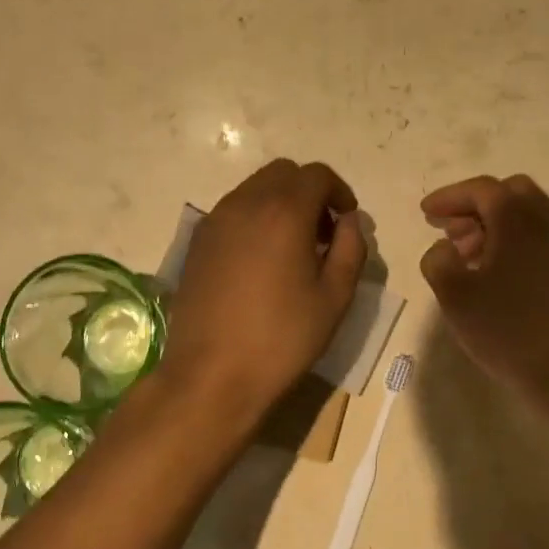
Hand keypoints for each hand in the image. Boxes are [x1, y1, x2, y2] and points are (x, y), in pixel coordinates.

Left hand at [162, 159, 367, 423]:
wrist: (211, 375)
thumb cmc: (282, 338)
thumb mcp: (334, 297)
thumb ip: (351, 249)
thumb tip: (350, 221)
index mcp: (283, 212)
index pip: (317, 175)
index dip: (339, 192)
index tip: (347, 221)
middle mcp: (244, 204)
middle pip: (283, 173)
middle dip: (309, 193)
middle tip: (323, 233)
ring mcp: (214, 221)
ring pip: (254, 189)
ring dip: (280, 204)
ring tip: (292, 249)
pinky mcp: (196, 243)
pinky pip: (232, 212)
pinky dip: (254, 219)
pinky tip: (261, 261)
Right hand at [420, 174, 548, 406]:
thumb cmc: (508, 330)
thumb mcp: (455, 296)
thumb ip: (438, 261)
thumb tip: (445, 249)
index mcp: (517, 219)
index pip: (480, 189)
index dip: (449, 197)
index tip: (425, 213)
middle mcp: (547, 220)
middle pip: (508, 192)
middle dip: (474, 205)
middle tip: (450, 230)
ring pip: (527, 213)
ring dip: (495, 223)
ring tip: (469, 255)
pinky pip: (540, 235)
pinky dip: (514, 239)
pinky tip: (497, 273)